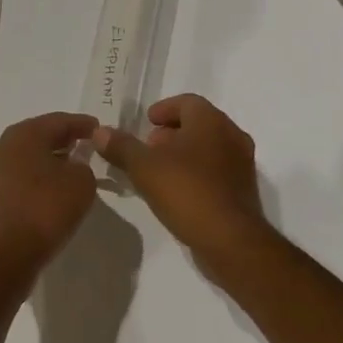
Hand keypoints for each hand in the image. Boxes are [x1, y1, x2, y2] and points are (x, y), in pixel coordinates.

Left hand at [0, 112, 99, 273]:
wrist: (1, 258)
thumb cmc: (43, 210)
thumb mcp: (81, 184)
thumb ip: (83, 166)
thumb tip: (73, 166)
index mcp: (23, 134)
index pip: (59, 120)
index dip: (82, 124)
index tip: (100, 129)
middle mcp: (2, 146)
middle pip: (39, 136)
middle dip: (64, 140)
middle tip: (87, 146)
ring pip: (27, 158)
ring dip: (49, 161)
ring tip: (73, 169)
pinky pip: (19, 178)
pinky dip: (37, 179)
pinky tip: (52, 191)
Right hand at [91, 94, 274, 274]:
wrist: (231, 241)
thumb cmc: (187, 192)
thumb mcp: (144, 167)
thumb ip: (121, 146)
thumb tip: (99, 132)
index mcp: (211, 121)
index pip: (187, 102)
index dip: (164, 109)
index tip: (146, 123)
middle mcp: (231, 135)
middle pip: (198, 124)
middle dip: (171, 133)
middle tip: (148, 148)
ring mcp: (242, 164)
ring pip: (208, 148)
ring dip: (183, 154)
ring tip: (158, 171)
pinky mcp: (243, 190)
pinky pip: (216, 170)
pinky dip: (196, 172)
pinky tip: (177, 191)